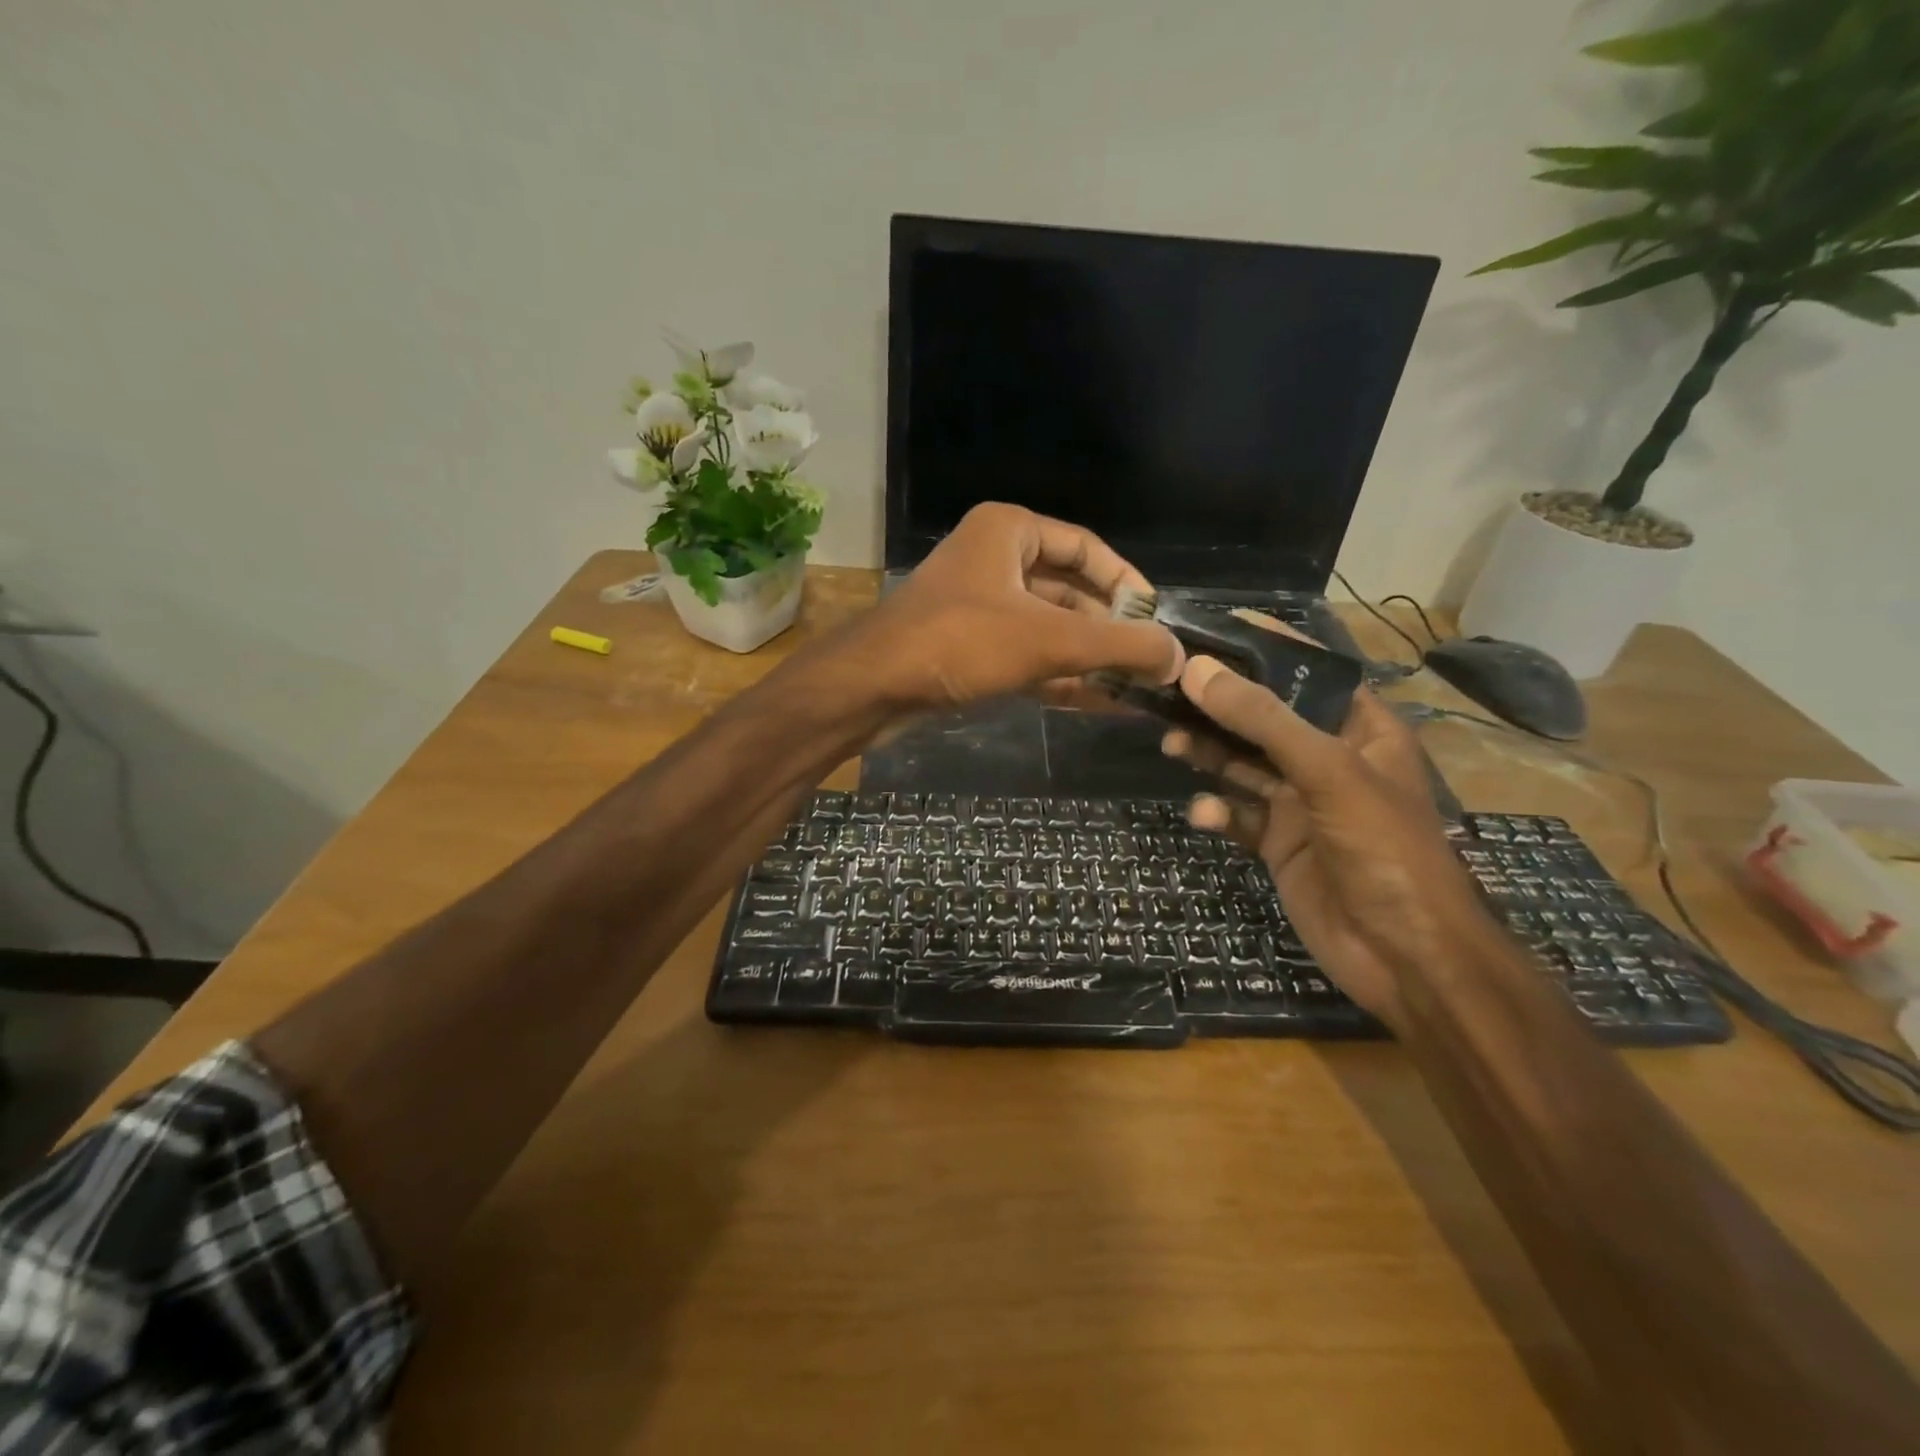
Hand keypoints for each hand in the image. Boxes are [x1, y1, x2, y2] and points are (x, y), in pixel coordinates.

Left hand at [839, 503, 1182, 709]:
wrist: (871, 688)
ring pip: (1051, 631)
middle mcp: (996, 562)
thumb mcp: (1047, 640)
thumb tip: (1178, 657)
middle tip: (1152, 666)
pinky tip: (1103, 704)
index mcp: (1010, 533)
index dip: (1126, 584)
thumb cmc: (959, 643)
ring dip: (1091, 661)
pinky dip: (1062, 679)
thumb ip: (1117, 645)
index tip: (1157, 622)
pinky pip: (1028, 658)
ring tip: (1138, 691)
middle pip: (1071, 593)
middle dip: (1110, 632)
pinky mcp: (971, 650)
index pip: (1087, 548)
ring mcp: (981, 608)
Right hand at [1163, 653, 1497, 1026]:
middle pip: (1263, 718)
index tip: (1206, 632)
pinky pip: (1238, 814)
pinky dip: (1218, 811)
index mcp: (1359, 730)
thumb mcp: (1328, 772)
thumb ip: (1262, 720)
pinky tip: (1206, 814)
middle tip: (1166, 689)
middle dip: (1218, 705)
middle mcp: (1328, 759)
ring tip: (1170, 743)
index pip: (1307, 672)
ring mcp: (1301, 803)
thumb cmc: (1383, 848)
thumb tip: (1197, 670)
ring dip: (1208, 753)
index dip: (1261, 649)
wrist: (1404, 957)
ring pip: (1243, 764)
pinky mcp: (1279, 843)